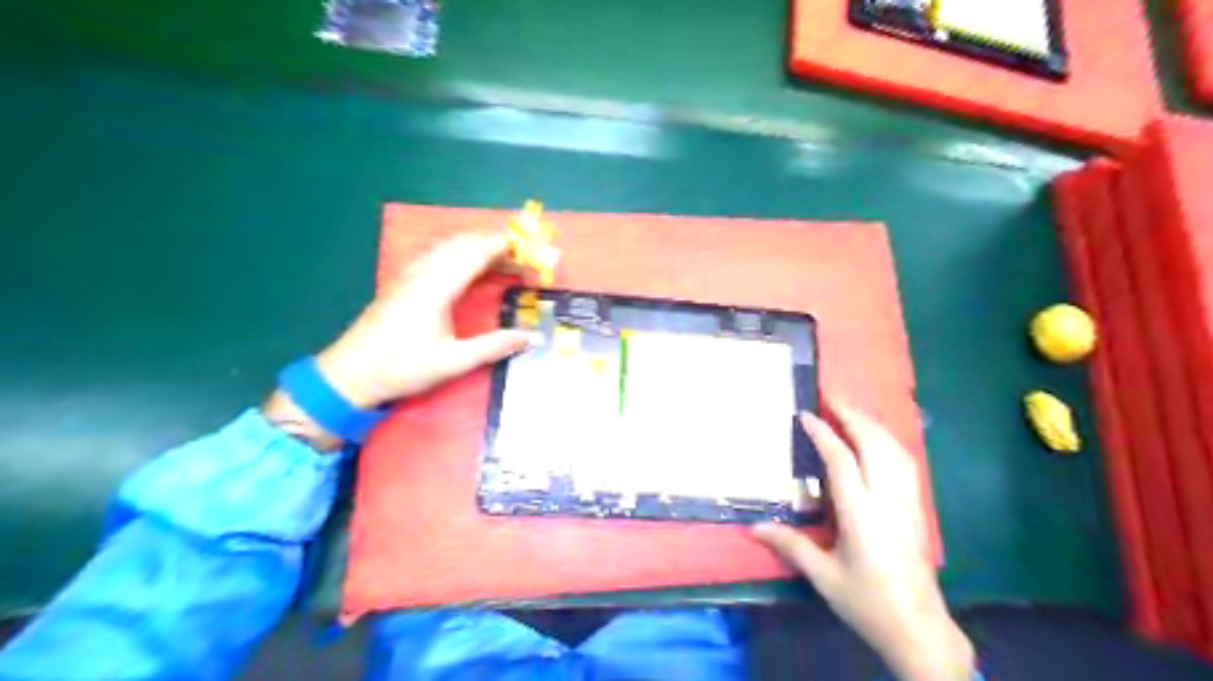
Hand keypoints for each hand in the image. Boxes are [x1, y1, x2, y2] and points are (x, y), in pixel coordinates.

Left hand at [316, 231, 540, 406]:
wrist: (348, 375)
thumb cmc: (402, 367)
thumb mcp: (454, 361)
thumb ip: (495, 346)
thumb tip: (533, 336)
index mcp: (438, 286)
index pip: (476, 252)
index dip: (504, 246)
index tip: (530, 249)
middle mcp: (423, 272)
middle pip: (462, 243)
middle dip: (494, 243)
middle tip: (522, 257)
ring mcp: (409, 275)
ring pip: (447, 246)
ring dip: (475, 246)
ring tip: (499, 258)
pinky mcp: (401, 282)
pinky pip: (435, 254)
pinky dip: (457, 252)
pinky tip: (462, 265)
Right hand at [749, 399, 973, 679]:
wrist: (919, 628)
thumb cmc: (867, 601)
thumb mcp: (823, 576)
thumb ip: (790, 545)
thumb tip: (753, 527)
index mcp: (862, 515)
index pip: (842, 461)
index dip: (823, 434)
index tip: (805, 414)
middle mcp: (887, 500)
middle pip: (874, 445)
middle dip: (853, 415)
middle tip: (831, 396)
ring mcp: (907, 502)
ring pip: (894, 450)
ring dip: (872, 424)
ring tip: (850, 410)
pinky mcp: (917, 508)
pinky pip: (904, 462)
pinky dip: (888, 441)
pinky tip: (878, 439)